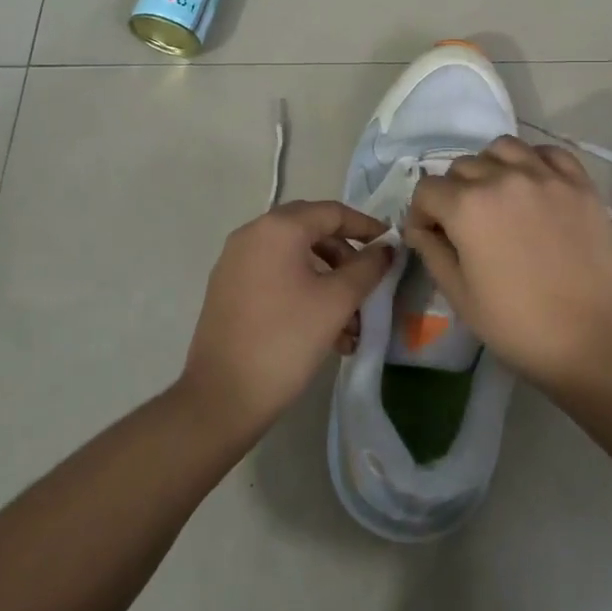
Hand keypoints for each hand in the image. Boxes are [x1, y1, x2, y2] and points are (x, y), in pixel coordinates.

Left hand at [179, 200, 394, 443]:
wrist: (221, 397)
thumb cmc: (286, 340)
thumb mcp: (337, 302)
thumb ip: (367, 268)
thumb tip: (385, 249)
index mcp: (278, 228)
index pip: (332, 212)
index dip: (366, 226)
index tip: (390, 245)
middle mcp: (252, 234)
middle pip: (312, 231)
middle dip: (345, 256)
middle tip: (369, 281)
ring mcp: (235, 262)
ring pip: (294, 258)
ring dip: (327, 280)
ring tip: (351, 324)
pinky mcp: (228, 289)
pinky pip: (275, 276)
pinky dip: (303, 291)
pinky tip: (325, 331)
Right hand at [405, 136, 611, 388]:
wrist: (592, 339)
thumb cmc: (517, 324)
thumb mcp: (459, 295)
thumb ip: (431, 250)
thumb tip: (420, 227)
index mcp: (467, 206)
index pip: (427, 189)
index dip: (421, 213)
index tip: (429, 235)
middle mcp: (503, 178)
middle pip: (462, 166)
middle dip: (453, 192)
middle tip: (464, 224)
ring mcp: (545, 176)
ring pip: (503, 148)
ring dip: (490, 167)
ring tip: (497, 196)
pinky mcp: (579, 184)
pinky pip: (548, 153)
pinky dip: (534, 161)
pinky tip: (534, 185)